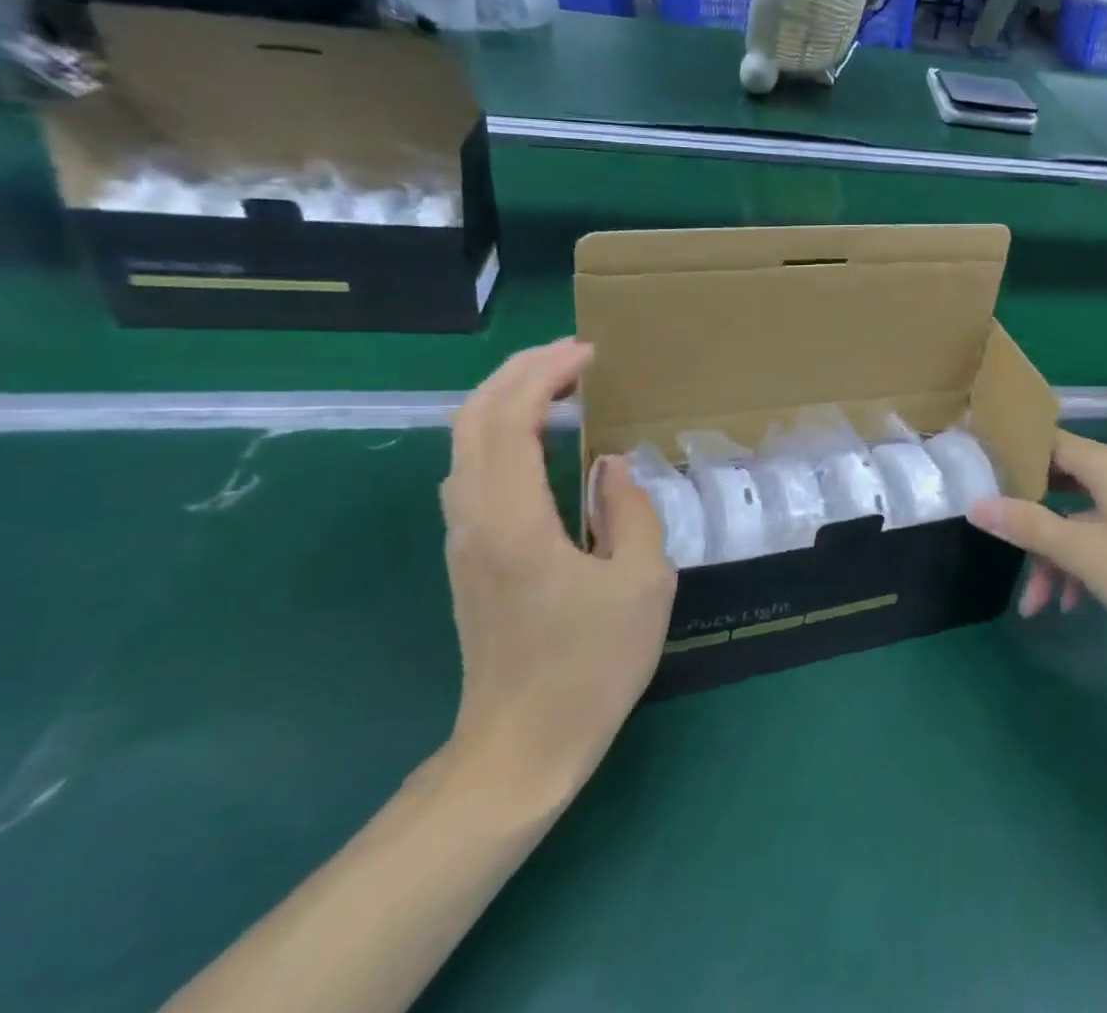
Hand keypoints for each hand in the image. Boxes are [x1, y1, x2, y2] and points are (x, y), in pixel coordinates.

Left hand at [440, 339, 675, 798]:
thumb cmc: (590, 666)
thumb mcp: (642, 582)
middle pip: (474, 419)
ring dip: (507, 399)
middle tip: (574, 353)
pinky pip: (475, 470)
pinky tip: (542, 439)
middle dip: (519, 371)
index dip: (545, 374)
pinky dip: (503, 433)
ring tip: (561, 384)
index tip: (590, 354)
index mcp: (515, 521)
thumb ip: (630, 511)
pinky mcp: (469, 557)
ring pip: (466, 443)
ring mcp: (464, 540)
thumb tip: (610, 466)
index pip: (511, 419)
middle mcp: (475, 520)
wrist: (519, 752)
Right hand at [967, 431, 1106, 653]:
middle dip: (1029, 520)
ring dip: (1055, 554)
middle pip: (1060, 482)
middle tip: (998, 542)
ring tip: (1037, 604)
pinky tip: (1073, 604)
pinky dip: (1084, 562)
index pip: (1047, 442)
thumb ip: (1029, 526)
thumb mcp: (1084, 553)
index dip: (1012, 456)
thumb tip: (976, 504)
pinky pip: (1105, 534)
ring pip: (1081, 516)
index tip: (979, 476)